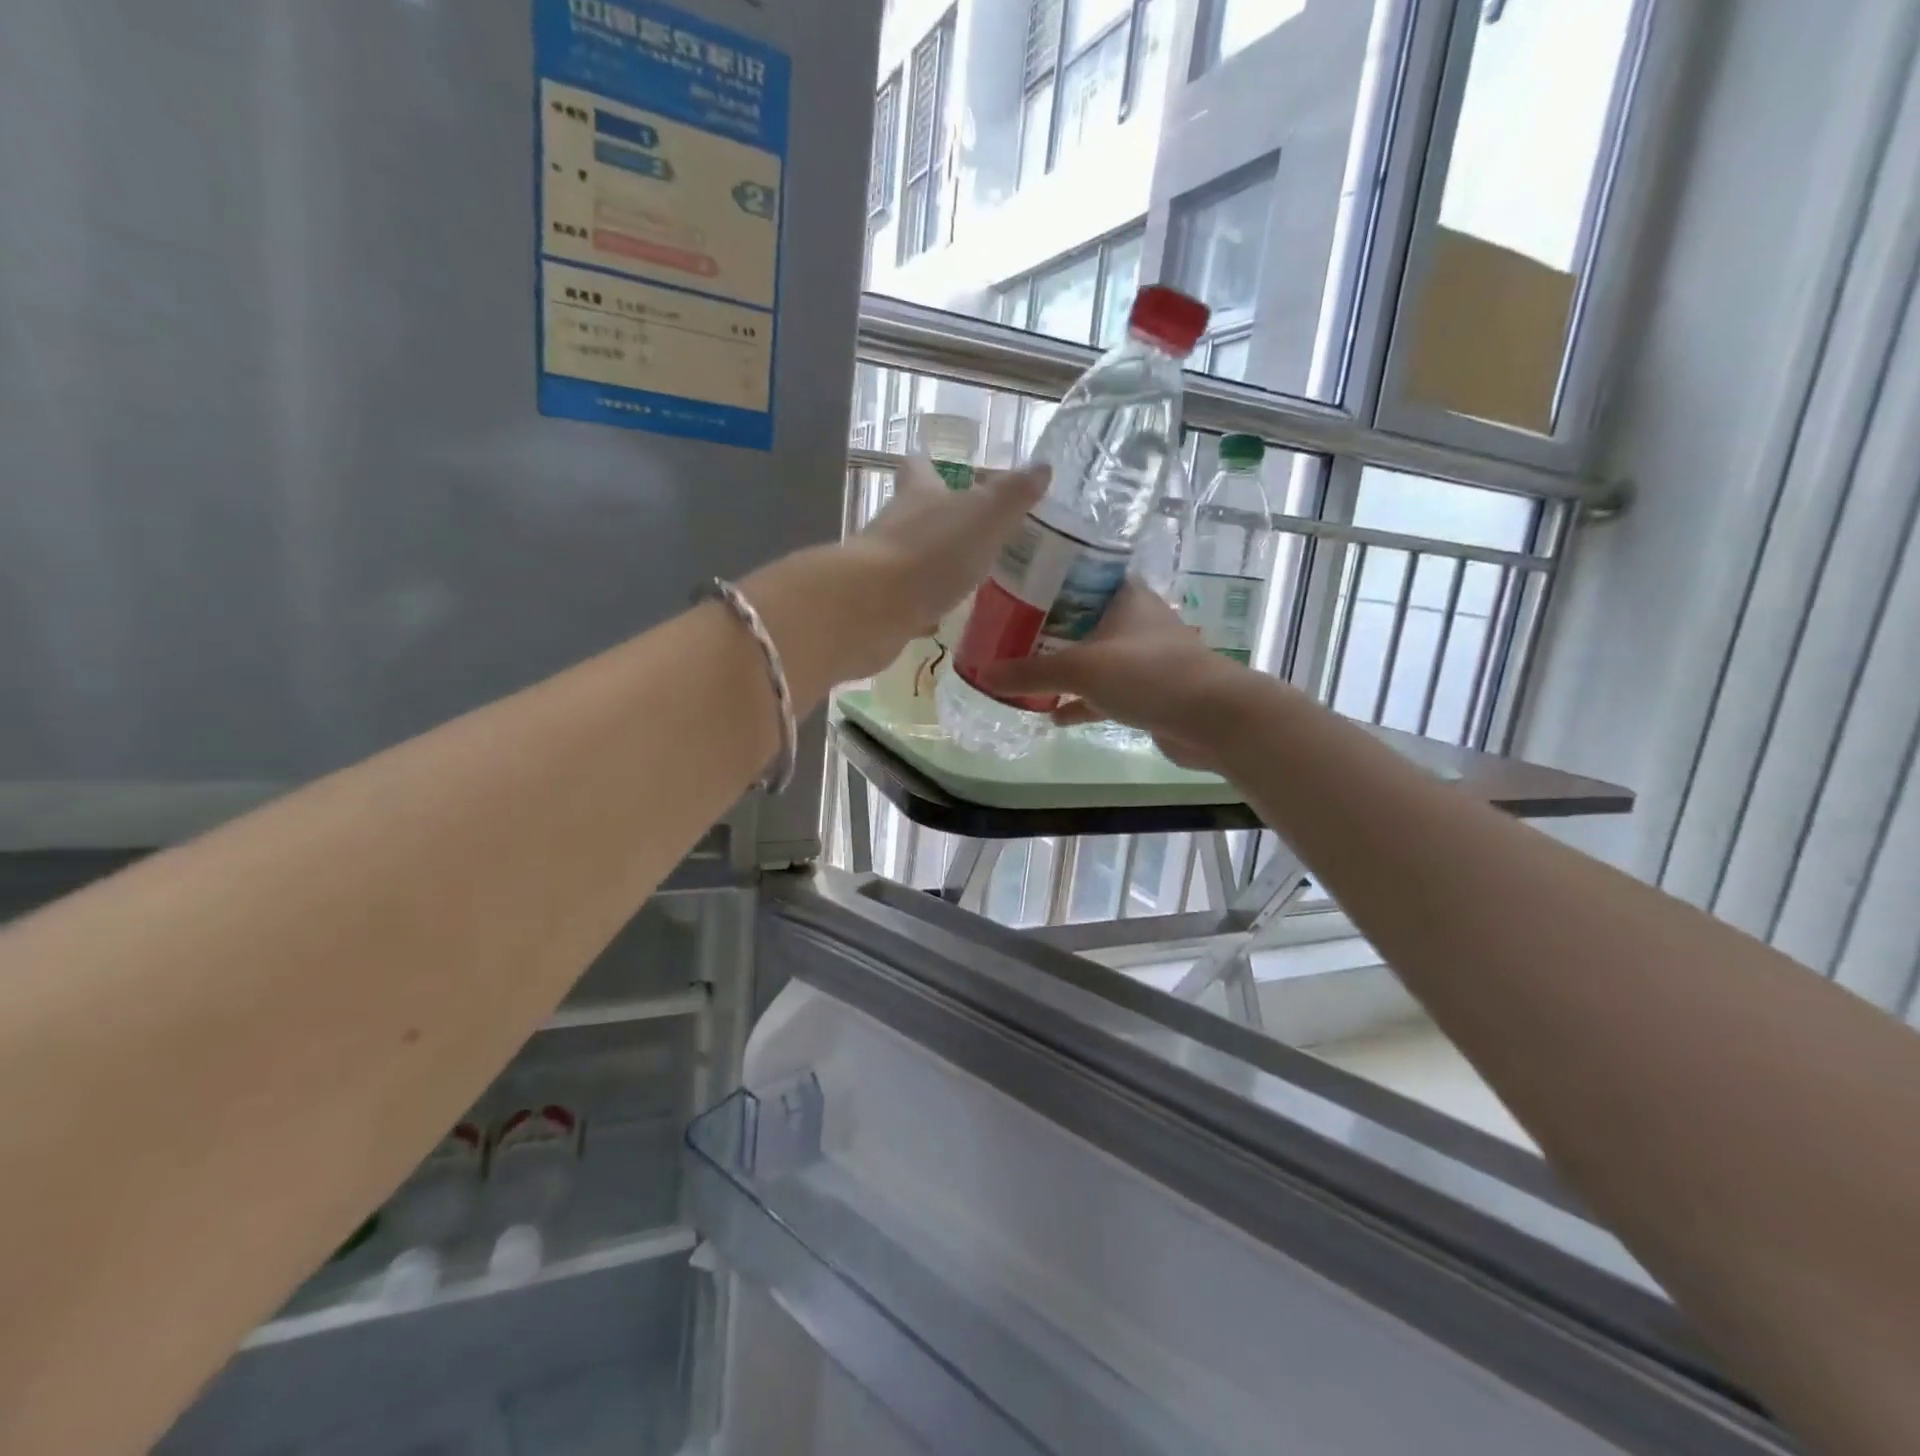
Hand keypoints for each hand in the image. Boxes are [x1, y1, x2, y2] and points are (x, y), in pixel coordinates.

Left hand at [832, 456, 1048, 675]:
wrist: (873, 609)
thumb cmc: (931, 553)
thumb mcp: (985, 517)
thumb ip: (1013, 495)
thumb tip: (1042, 466)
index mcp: (919, 496)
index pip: (919, 470)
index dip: (928, 466)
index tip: (937, 465)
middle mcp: (895, 526)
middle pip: (913, 515)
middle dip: (937, 520)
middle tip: (970, 530)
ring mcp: (883, 569)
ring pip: (910, 559)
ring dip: (932, 565)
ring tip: (964, 576)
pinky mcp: (880, 607)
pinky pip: (906, 603)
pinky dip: (922, 607)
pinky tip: (941, 618)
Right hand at [979, 581, 1256, 769]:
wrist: (1212, 718)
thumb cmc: (1147, 674)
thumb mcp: (1081, 668)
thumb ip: (1031, 672)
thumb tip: (983, 674)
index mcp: (1122, 596)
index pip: (1080, 574)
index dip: (1047, 579)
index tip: (1014, 588)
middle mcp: (1133, 621)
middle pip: (1081, 618)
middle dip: (1046, 628)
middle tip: (1007, 634)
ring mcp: (1142, 658)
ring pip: (1092, 658)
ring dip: (1062, 667)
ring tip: (1022, 674)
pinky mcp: (1146, 692)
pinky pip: (1103, 693)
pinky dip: (1080, 703)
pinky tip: (1053, 716)